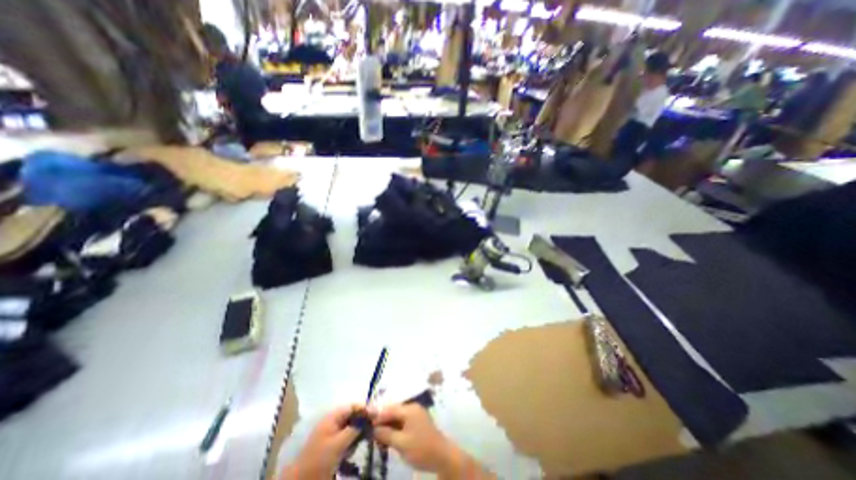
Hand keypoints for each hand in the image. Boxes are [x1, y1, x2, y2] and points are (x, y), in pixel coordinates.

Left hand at [282, 406, 375, 479]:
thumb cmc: (320, 459)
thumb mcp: (340, 442)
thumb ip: (356, 427)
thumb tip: (372, 415)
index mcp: (332, 416)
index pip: (353, 406)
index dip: (365, 409)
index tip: (377, 416)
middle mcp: (332, 420)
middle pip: (352, 415)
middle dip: (362, 421)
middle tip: (371, 429)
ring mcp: (331, 432)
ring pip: (350, 426)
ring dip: (357, 433)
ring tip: (362, 441)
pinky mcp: (331, 444)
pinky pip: (345, 437)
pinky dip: (351, 441)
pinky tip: (352, 450)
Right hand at [373, 403, 484, 477]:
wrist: (442, 456)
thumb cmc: (421, 449)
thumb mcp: (401, 443)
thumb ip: (386, 434)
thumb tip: (372, 429)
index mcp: (409, 409)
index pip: (389, 409)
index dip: (377, 418)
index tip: (365, 428)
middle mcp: (412, 407)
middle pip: (393, 412)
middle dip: (382, 423)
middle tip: (371, 436)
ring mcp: (416, 413)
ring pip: (397, 417)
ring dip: (388, 427)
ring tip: (379, 440)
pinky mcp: (418, 421)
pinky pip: (403, 421)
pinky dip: (395, 429)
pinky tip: (390, 439)